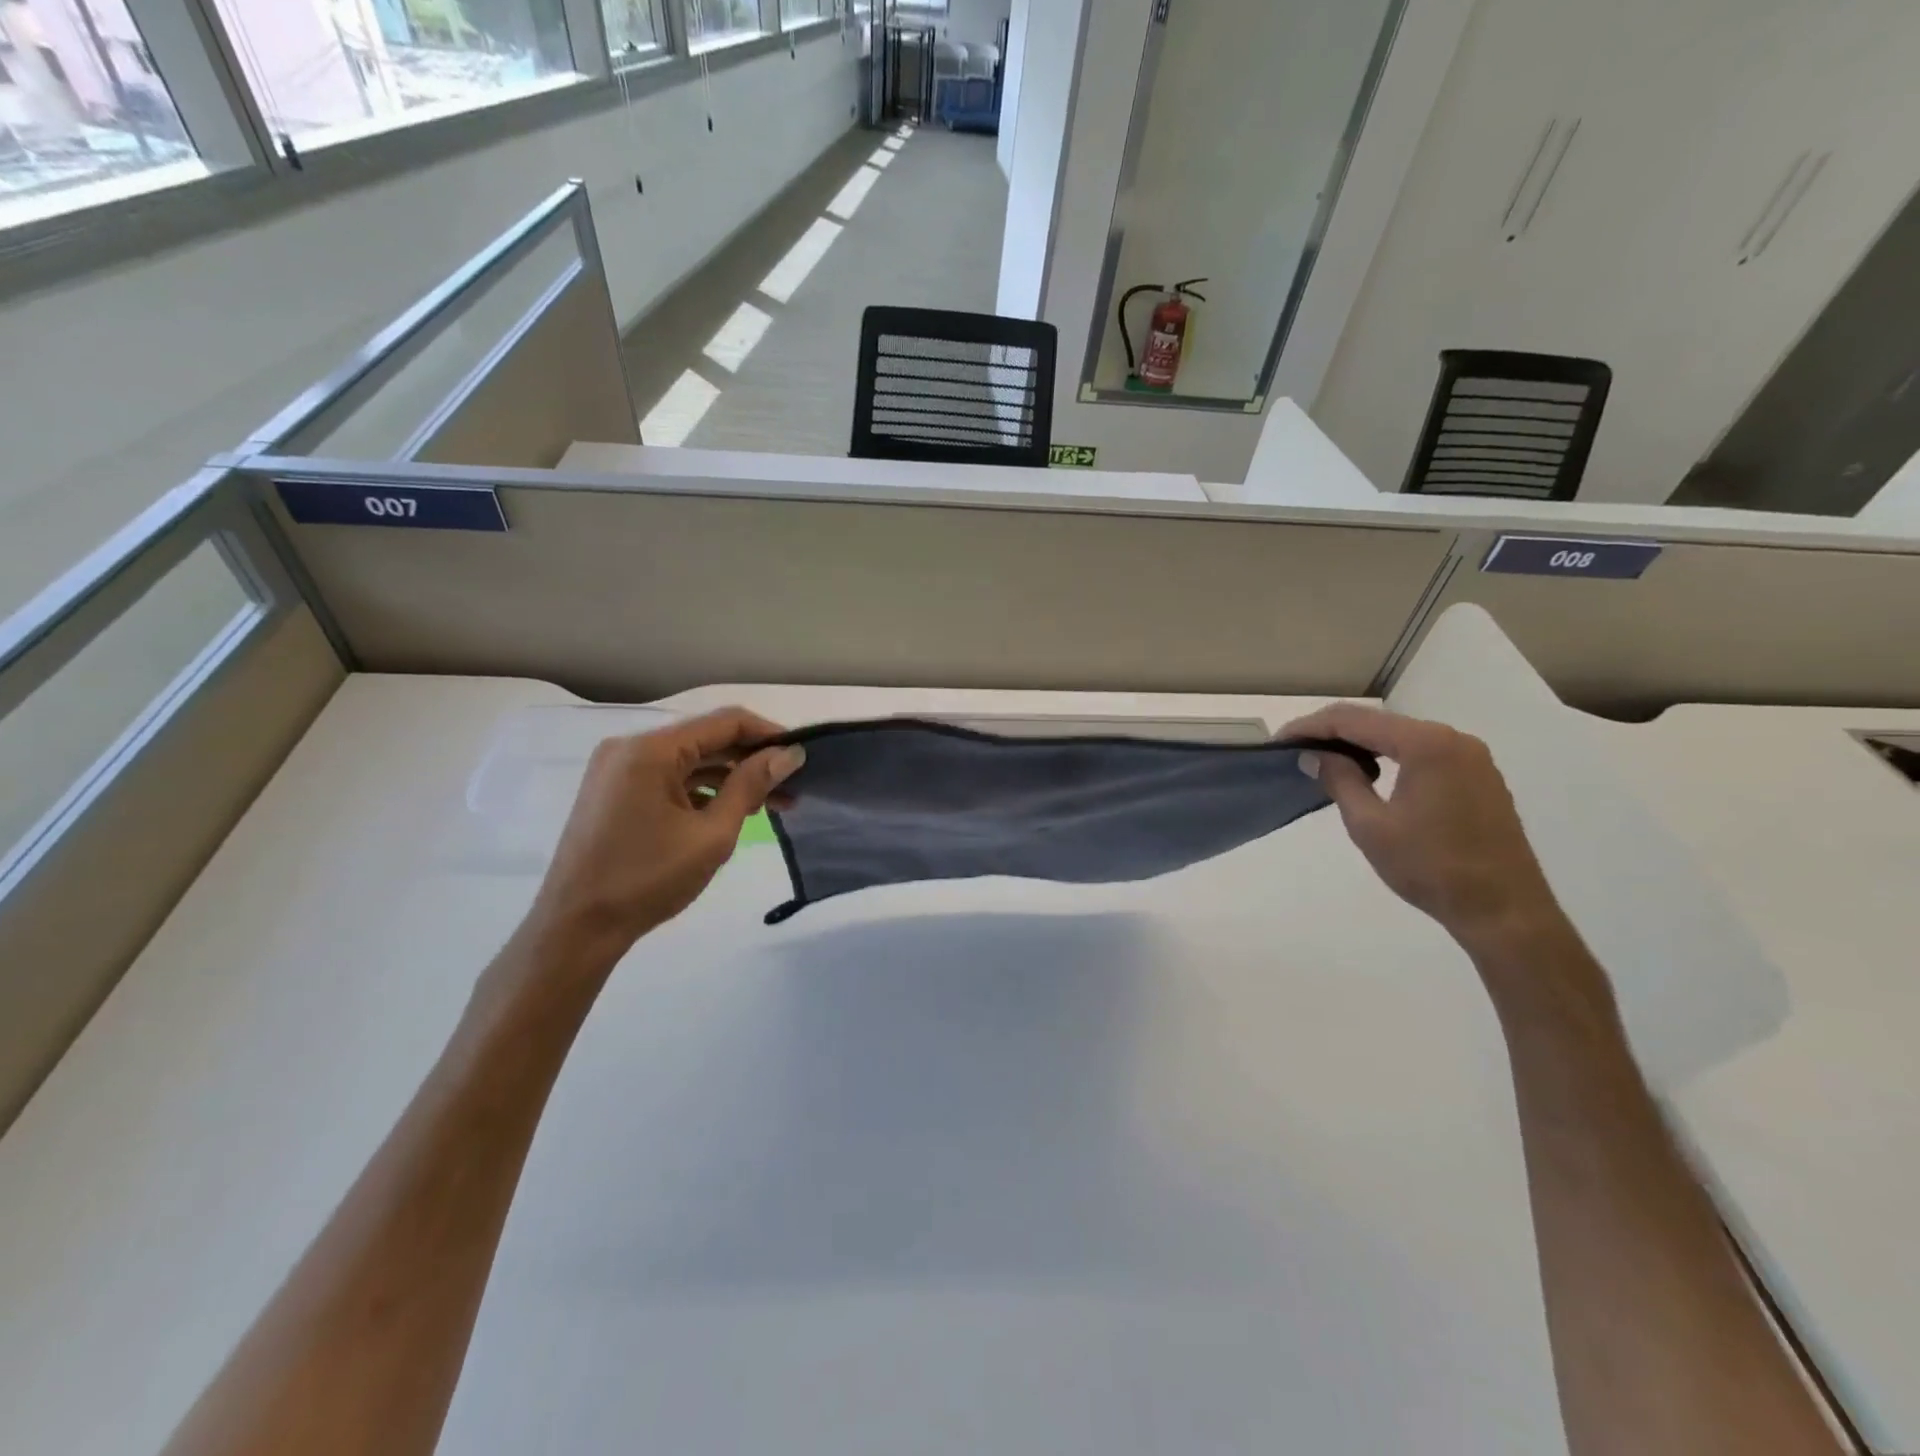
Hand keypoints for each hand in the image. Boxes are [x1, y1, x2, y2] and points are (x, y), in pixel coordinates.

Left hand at [525, 708, 804, 969]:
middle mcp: (631, 748)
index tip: (803, 756)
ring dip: (730, 778)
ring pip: (690, 761)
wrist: (576, 929)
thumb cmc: (646, 880)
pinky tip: (732, 812)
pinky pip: (669, 778)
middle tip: (794, 787)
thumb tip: (789, 754)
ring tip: (772, 805)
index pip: (725, 722)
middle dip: (753, 760)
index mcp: (650, 750)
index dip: (769, 734)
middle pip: (707, 739)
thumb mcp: (711, 835)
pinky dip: (702, 790)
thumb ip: (751, 786)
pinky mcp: (616, 792)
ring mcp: (619, 770)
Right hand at [1283, 702, 1563, 955]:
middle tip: (1297, 750)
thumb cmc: (1430, 868)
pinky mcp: (1478, 777)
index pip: (1354, 720)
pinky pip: (1422, 753)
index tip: (1279, 741)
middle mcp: (1452, 738)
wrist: (1504, 910)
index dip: (1311, 727)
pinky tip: (1369, 774)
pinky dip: (1389, 756)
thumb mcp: (1370, 825)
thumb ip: (1339, 780)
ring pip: (1401, 736)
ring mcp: (1470, 757)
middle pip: (1379, 722)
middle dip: (1334, 732)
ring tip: (1325, 762)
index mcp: (1426, 744)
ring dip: (1361, 744)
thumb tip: (1314, 755)